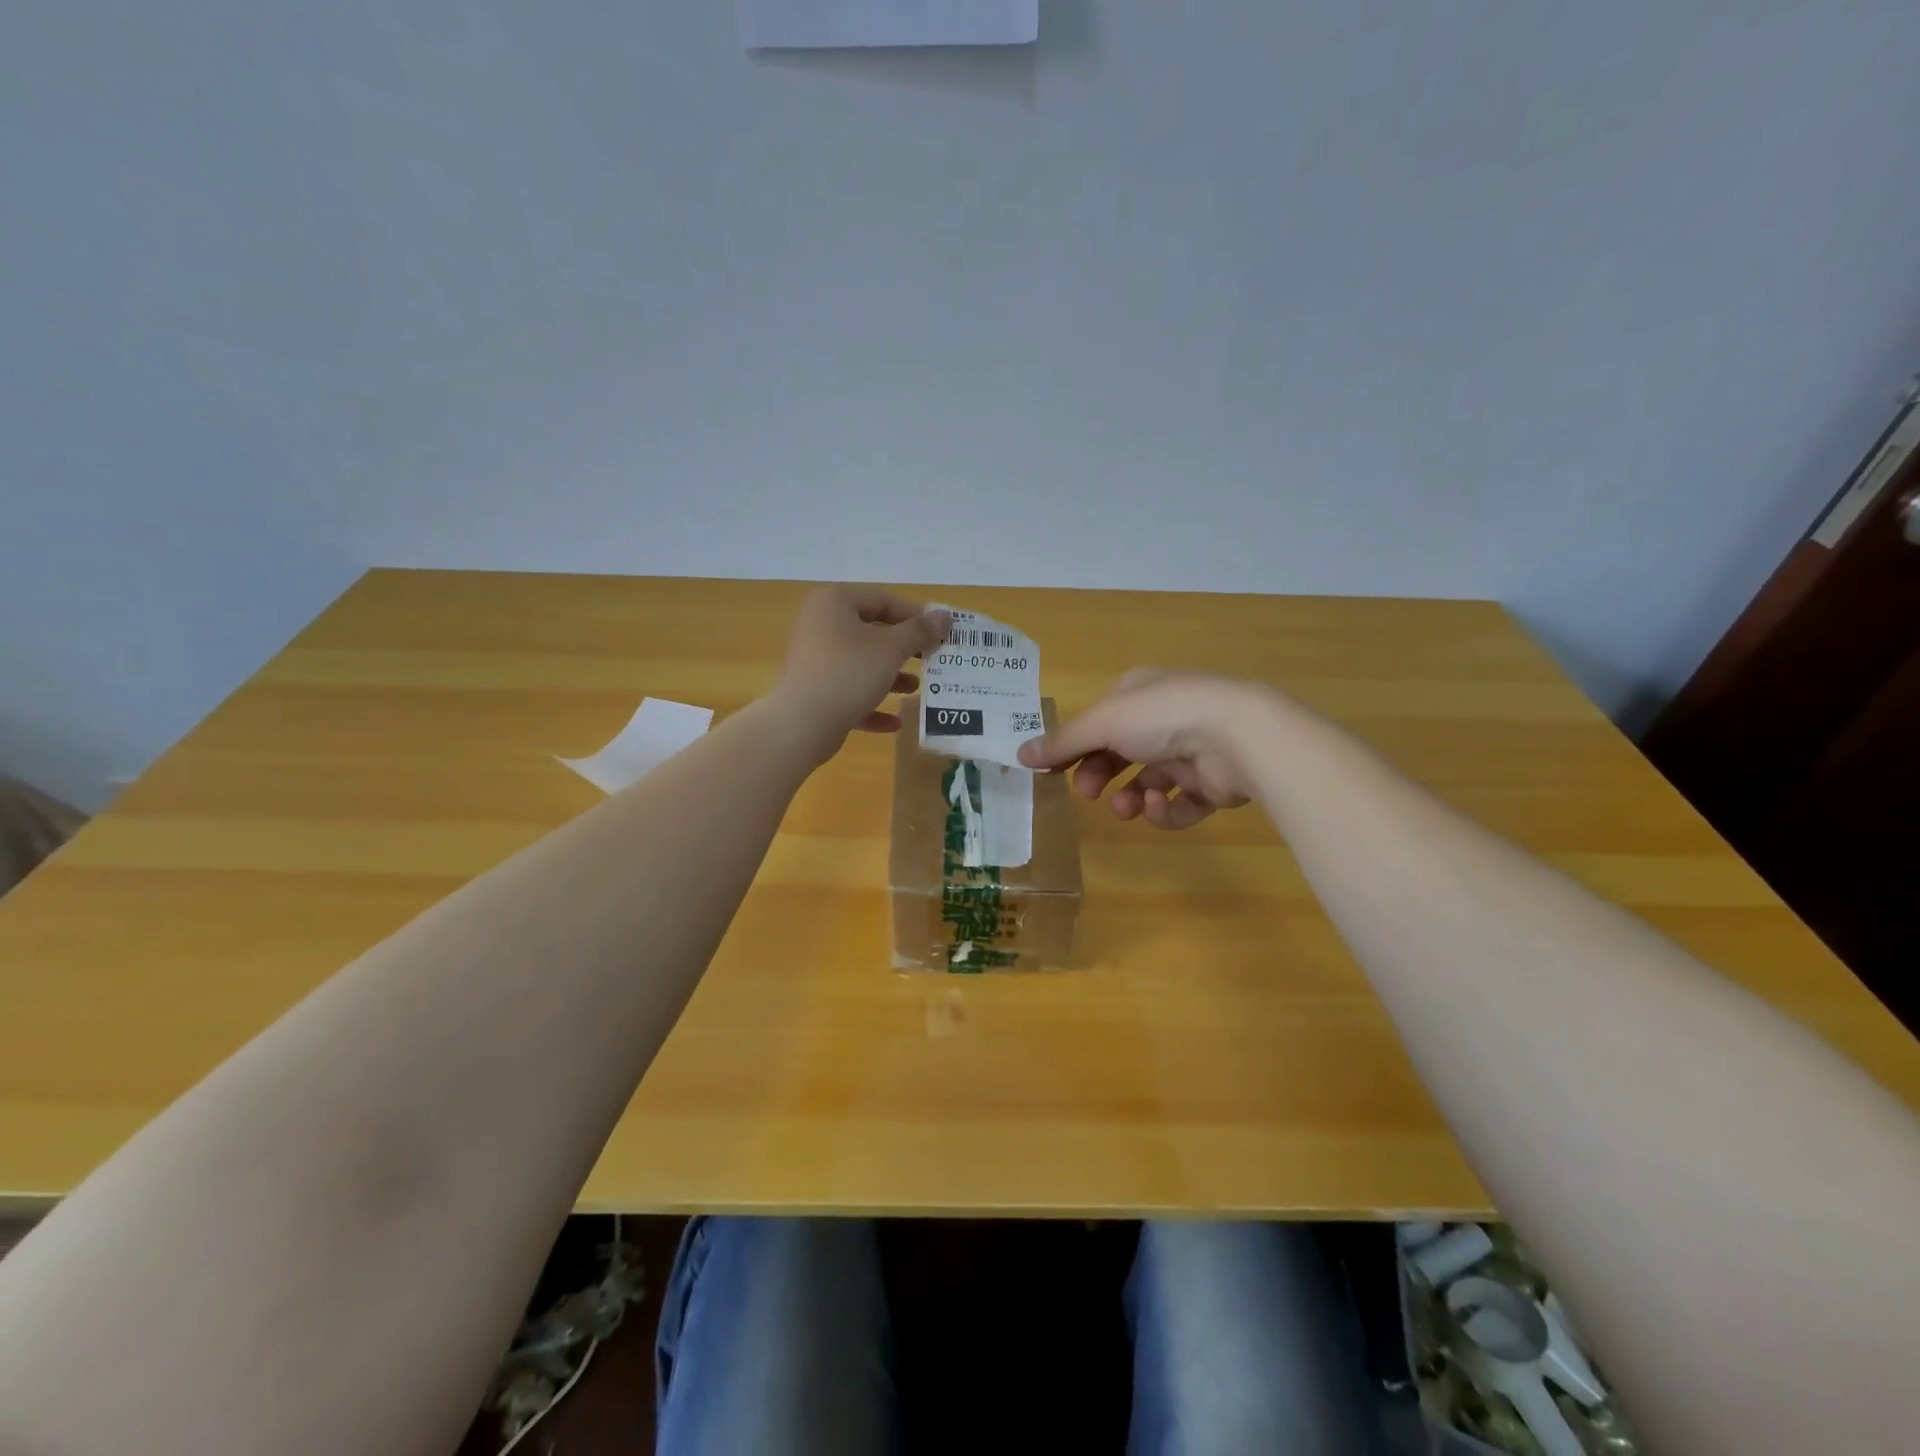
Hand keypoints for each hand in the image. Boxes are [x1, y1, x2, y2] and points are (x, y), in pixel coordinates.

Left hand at [771, 587, 949, 760]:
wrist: (802, 723)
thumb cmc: (849, 672)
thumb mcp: (892, 648)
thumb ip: (920, 631)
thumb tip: (945, 617)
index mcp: (835, 602)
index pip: (883, 600)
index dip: (915, 615)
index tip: (940, 633)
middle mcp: (821, 625)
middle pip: (872, 631)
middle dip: (904, 648)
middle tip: (932, 659)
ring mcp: (815, 659)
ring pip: (861, 663)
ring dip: (891, 676)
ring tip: (916, 689)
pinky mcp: (814, 691)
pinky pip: (849, 692)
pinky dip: (871, 703)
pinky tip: (894, 722)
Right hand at [1017, 669, 1268, 828]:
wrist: (1237, 736)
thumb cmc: (1161, 717)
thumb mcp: (1102, 723)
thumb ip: (1062, 742)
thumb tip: (1019, 754)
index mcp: (1139, 693)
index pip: (1098, 720)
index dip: (1074, 745)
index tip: (1052, 771)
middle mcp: (1165, 718)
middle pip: (1120, 752)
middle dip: (1099, 774)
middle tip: (1087, 793)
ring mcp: (1192, 750)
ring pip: (1147, 781)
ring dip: (1130, 797)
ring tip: (1125, 807)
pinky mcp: (1213, 783)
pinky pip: (1179, 802)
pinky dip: (1165, 809)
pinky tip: (1158, 805)